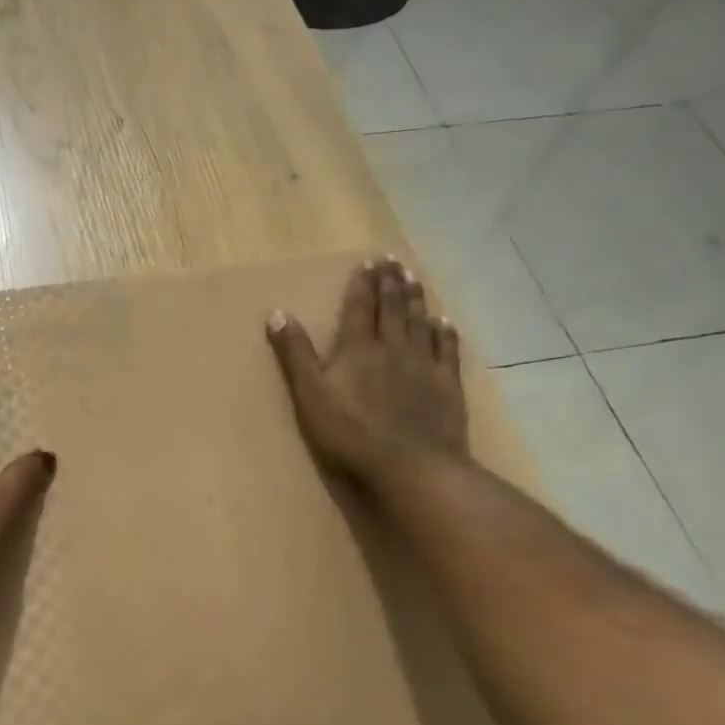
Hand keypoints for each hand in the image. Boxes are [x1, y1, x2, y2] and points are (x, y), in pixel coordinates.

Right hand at [266, 257, 468, 481]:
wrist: (410, 465)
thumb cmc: (350, 434)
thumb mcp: (310, 395)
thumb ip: (295, 354)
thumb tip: (277, 313)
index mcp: (357, 348)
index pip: (359, 307)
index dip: (362, 283)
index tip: (368, 260)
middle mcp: (392, 347)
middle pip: (392, 308)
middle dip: (390, 282)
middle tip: (393, 260)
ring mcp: (423, 364)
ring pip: (419, 322)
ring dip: (416, 298)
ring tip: (414, 278)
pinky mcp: (446, 384)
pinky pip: (447, 348)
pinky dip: (444, 331)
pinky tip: (444, 321)